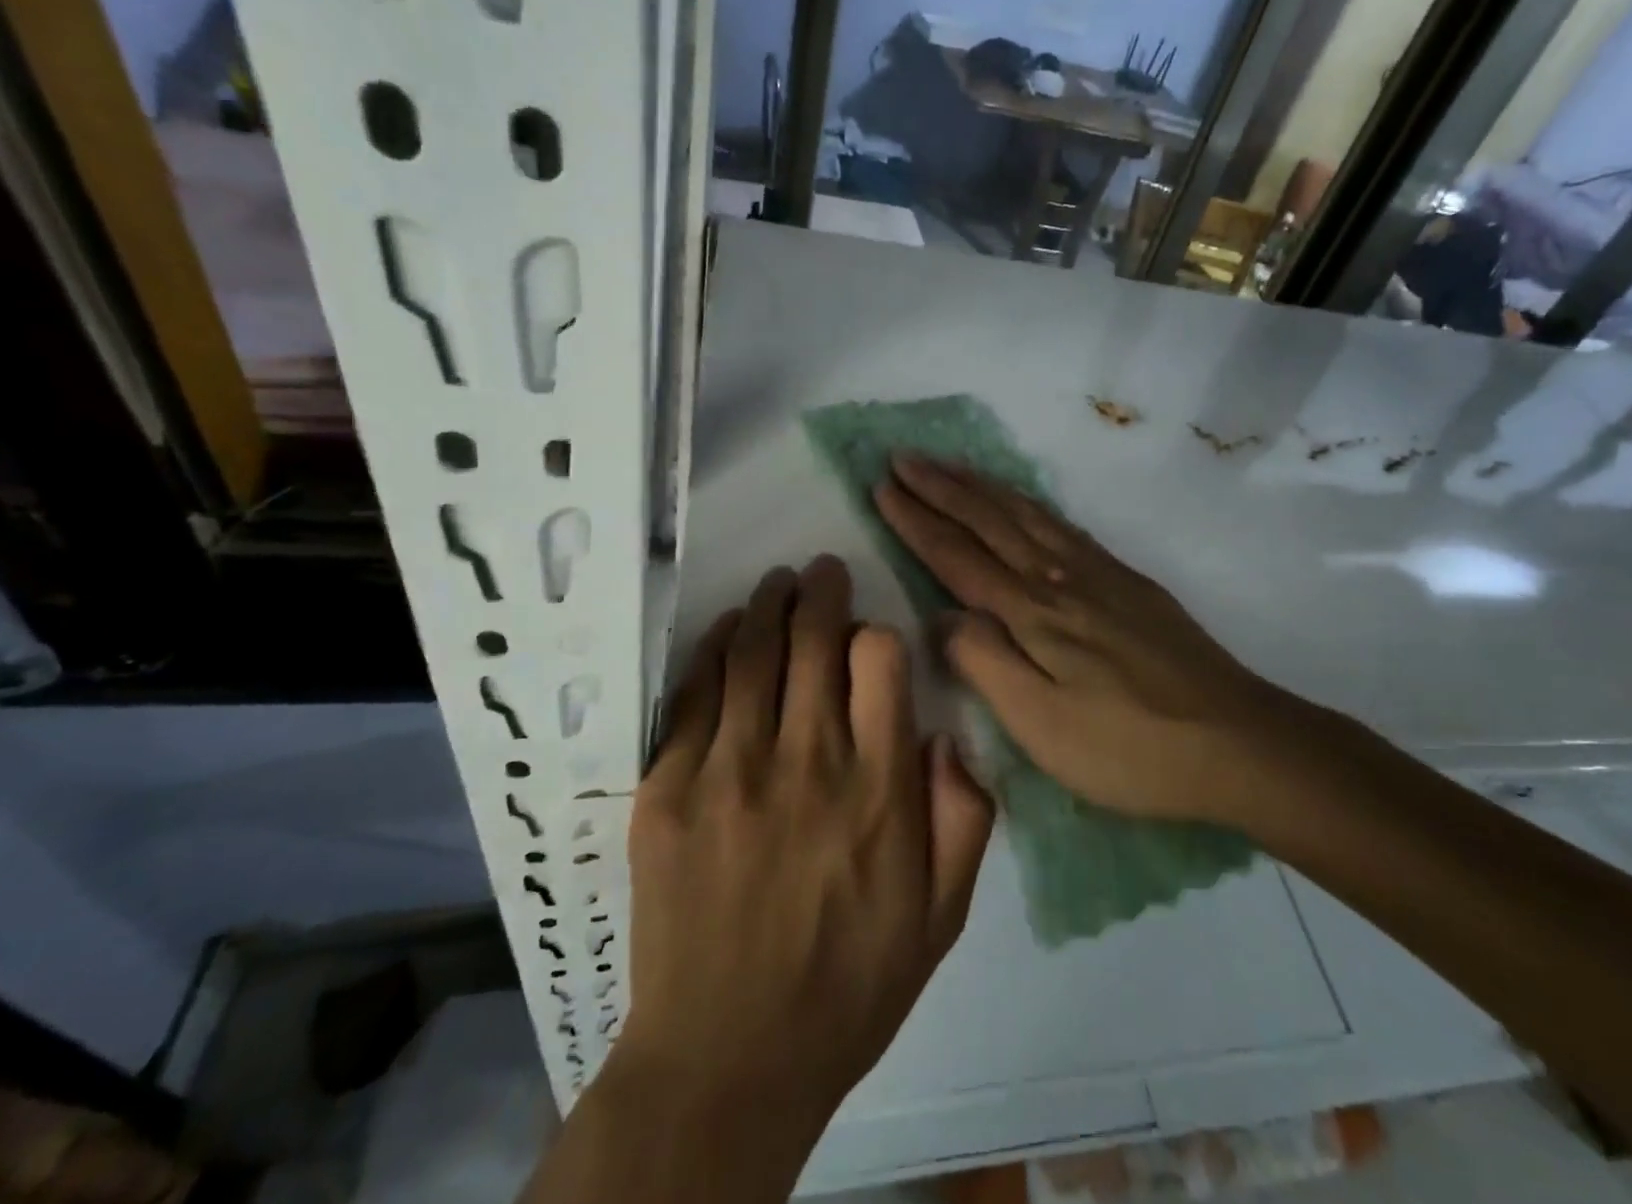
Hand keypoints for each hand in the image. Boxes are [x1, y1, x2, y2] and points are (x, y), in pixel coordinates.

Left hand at [618, 556, 994, 1138]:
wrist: (727, 1061)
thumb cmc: (848, 986)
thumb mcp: (941, 917)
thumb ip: (963, 817)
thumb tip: (946, 733)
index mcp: (877, 791)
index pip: (880, 660)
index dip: (878, 634)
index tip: (872, 637)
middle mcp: (806, 763)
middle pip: (813, 639)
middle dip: (821, 591)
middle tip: (821, 571)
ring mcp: (728, 772)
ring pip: (752, 651)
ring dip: (769, 604)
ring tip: (779, 583)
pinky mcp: (668, 790)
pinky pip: (695, 694)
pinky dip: (716, 649)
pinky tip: (729, 632)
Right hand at [875, 453, 1305, 829]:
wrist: (1236, 740)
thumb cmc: (1128, 747)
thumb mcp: (1041, 724)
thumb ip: (984, 663)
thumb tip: (942, 616)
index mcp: (1031, 613)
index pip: (957, 555)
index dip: (916, 520)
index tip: (882, 486)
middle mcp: (1058, 578)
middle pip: (988, 521)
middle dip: (940, 487)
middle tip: (902, 457)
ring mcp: (1098, 573)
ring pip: (1025, 514)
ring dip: (981, 486)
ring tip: (949, 465)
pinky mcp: (1127, 580)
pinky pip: (1063, 524)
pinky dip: (1029, 502)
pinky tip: (1023, 501)